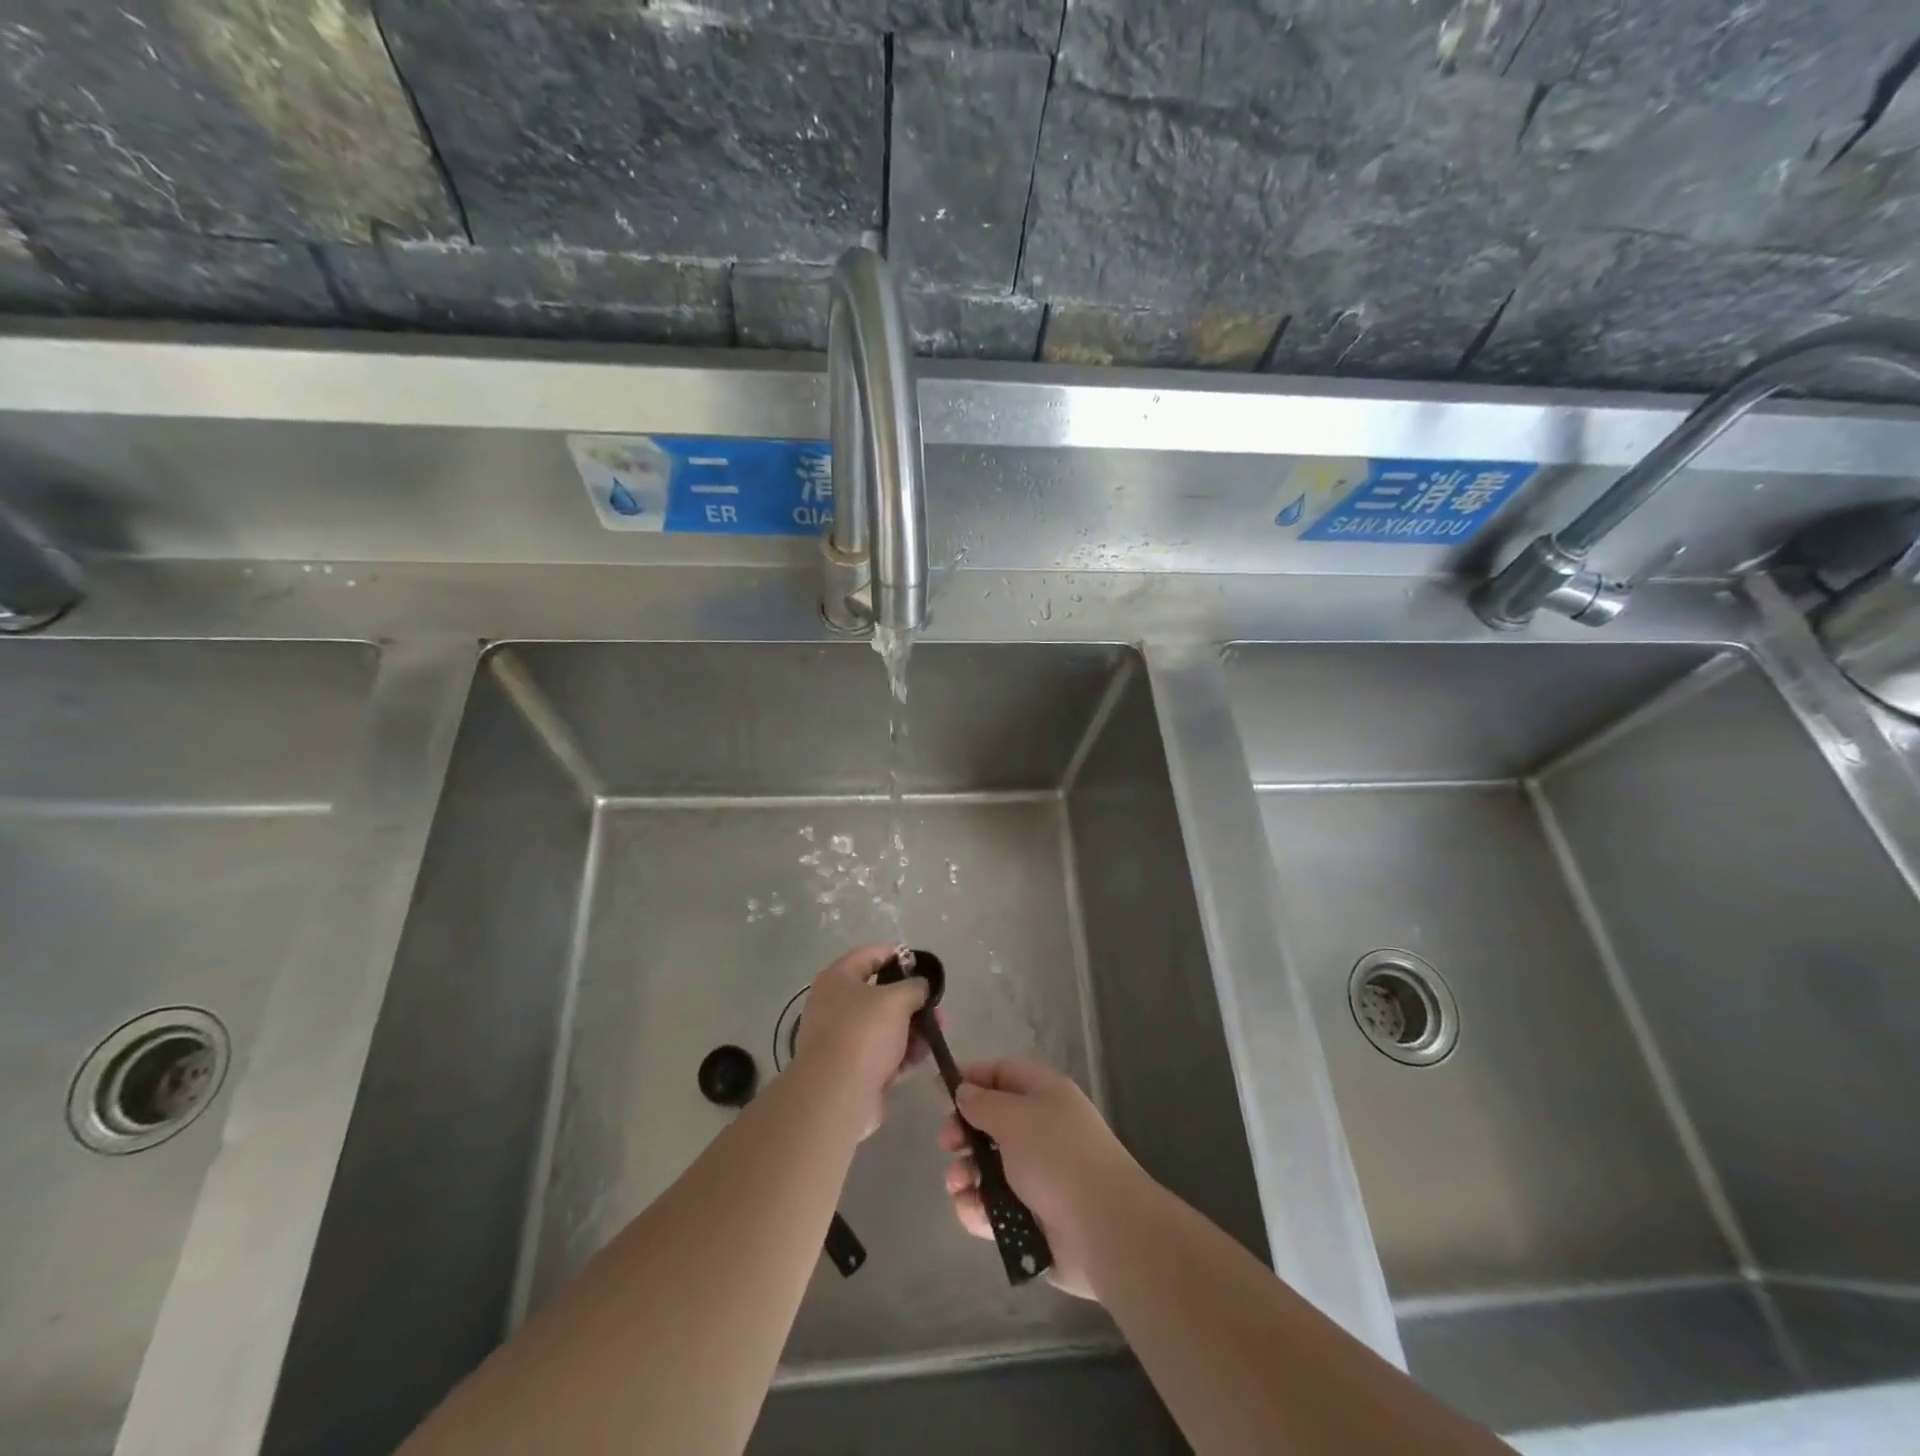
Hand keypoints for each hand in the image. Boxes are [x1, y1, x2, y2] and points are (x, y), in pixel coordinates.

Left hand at [791, 944, 928, 1139]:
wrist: (837, 1097)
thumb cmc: (864, 1034)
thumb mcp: (897, 1000)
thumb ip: (915, 986)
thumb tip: (920, 986)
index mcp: (838, 979)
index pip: (870, 955)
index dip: (898, 954)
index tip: (923, 964)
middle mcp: (834, 1005)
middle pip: (879, 993)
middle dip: (911, 1000)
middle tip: (936, 1006)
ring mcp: (841, 1038)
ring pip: (883, 1025)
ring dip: (911, 1028)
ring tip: (936, 1032)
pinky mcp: (850, 1068)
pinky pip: (880, 1052)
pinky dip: (901, 1052)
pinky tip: (923, 1055)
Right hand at [940, 1058, 1146, 1300]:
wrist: (1103, 1228)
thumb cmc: (1056, 1157)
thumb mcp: (1014, 1117)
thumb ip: (982, 1103)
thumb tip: (964, 1091)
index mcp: (1045, 1094)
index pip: (1002, 1073)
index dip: (972, 1078)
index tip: (939, 1090)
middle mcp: (1042, 1129)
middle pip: (991, 1121)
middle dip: (964, 1131)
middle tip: (947, 1144)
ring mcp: (1038, 1175)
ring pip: (989, 1166)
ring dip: (965, 1173)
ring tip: (957, 1184)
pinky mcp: (1033, 1216)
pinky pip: (995, 1206)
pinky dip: (979, 1208)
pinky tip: (971, 1210)